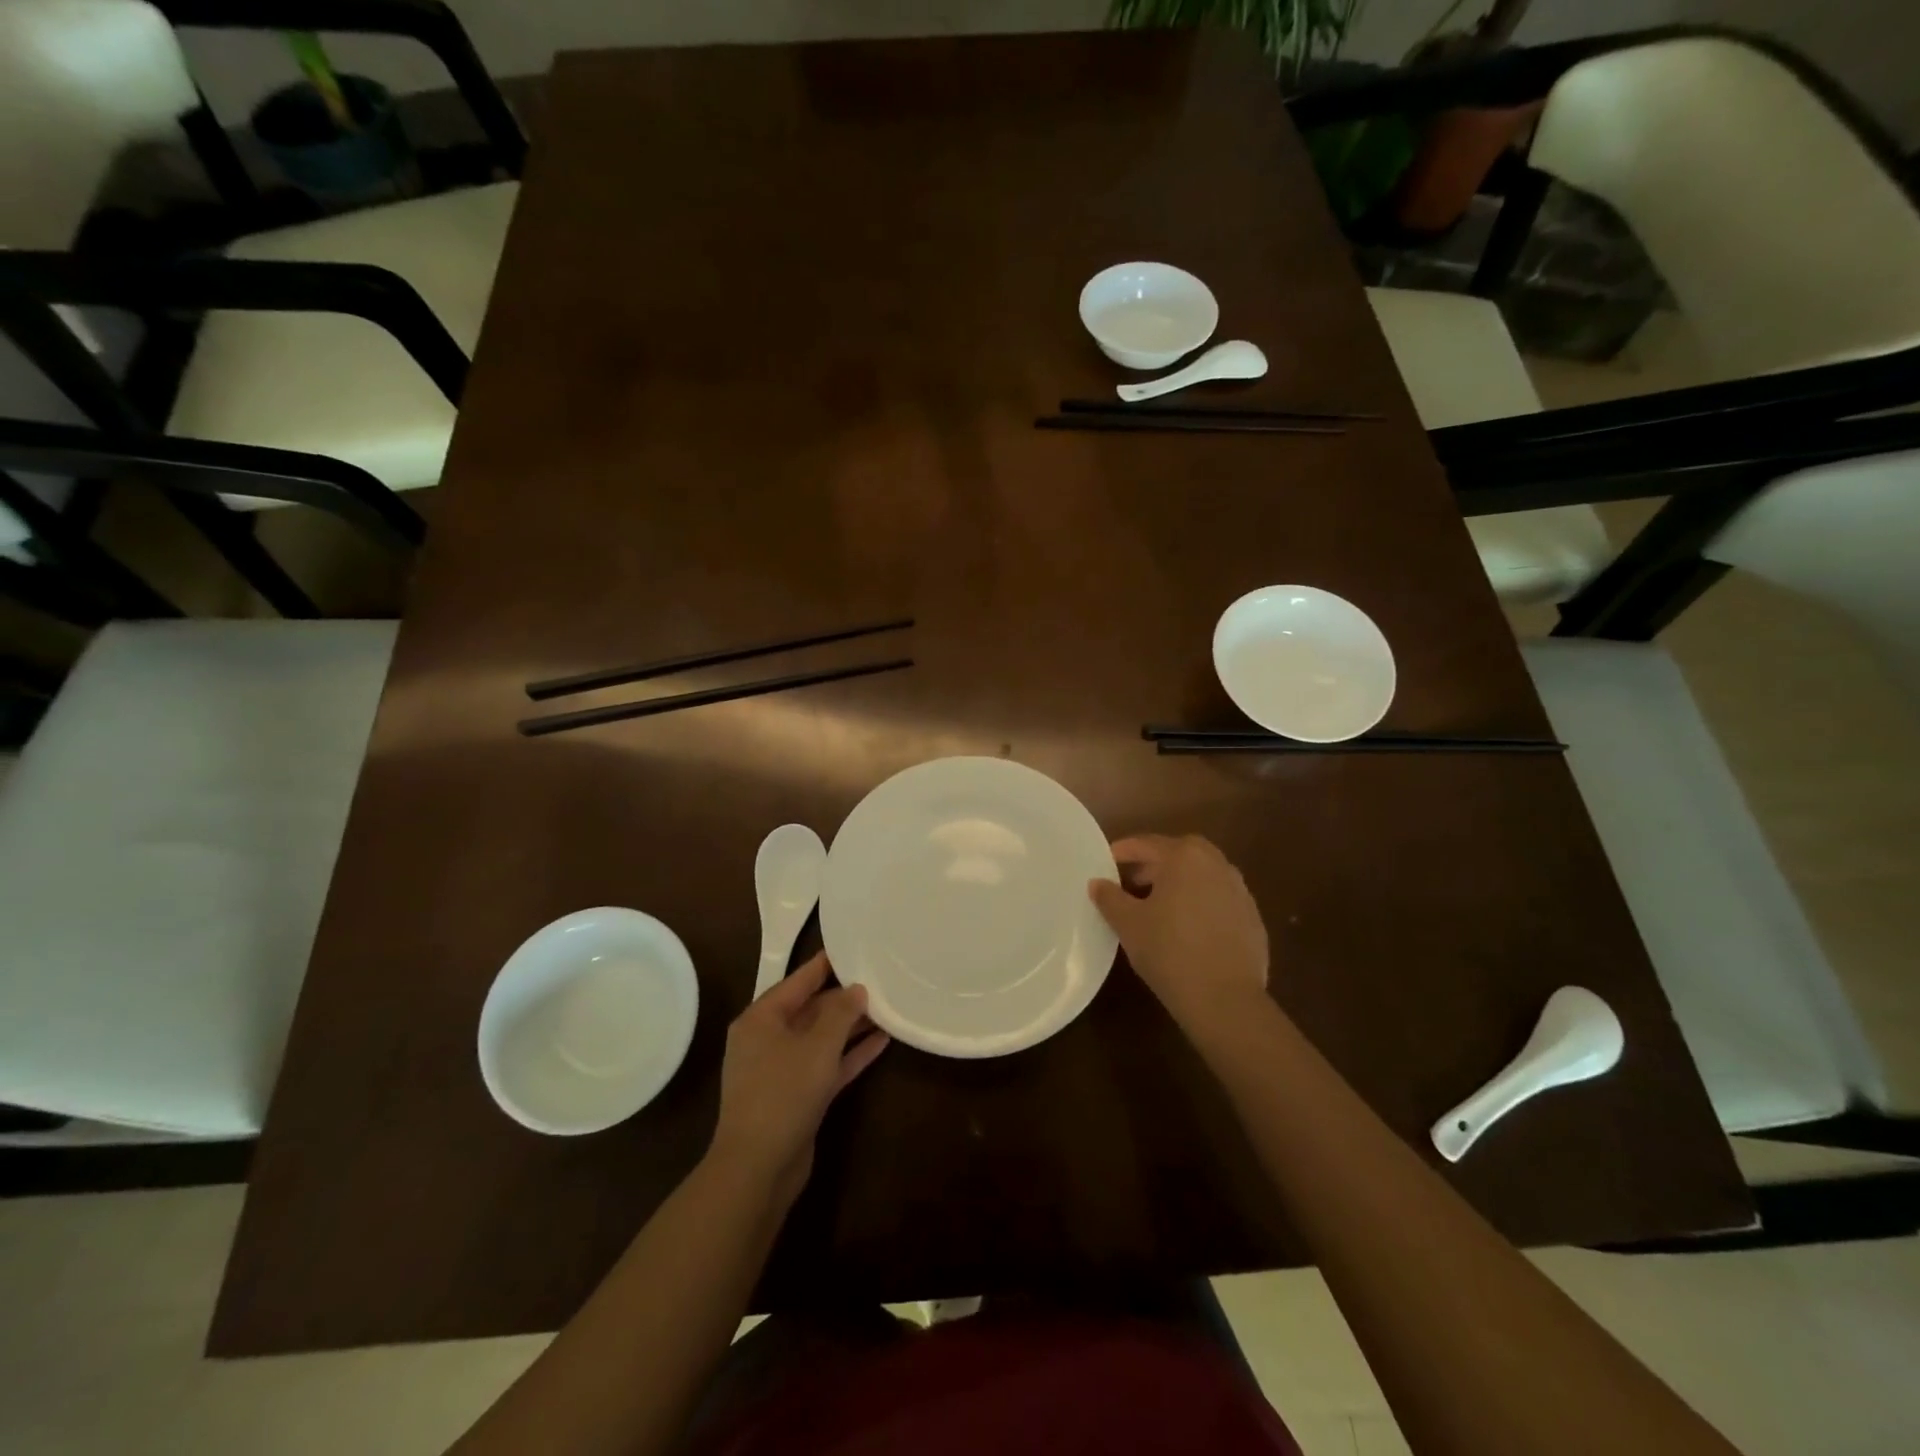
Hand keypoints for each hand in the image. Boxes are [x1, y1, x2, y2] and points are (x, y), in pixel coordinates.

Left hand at [709, 953, 888, 1208]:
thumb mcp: (817, 1046)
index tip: (851, 946)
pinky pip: (827, 1064)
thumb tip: (857, 989)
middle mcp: (768, 1039)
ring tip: (887, 1007)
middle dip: (844, 998)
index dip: (825, 964)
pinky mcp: (798, 1096)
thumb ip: (841, 1013)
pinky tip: (882, 1041)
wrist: (758, 1168)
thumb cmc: (783, 1093)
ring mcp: (782, 1070)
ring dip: (852, 1026)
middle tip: (880, 979)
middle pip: (811, 1009)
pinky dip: (851, 1054)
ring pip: (822, 1038)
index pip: (798, 981)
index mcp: (761, 1019)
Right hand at [1088, 834, 1269, 1036]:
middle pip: (1180, 854)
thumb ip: (1110, 898)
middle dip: (1155, 864)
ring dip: (1179, 883)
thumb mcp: (1128, 924)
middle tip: (1132, 882)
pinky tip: (1186, 929)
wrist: (1225, 999)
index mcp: (1185, 857)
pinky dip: (1200, 904)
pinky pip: (1219, 900)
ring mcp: (1240, 891)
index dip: (1124, 850)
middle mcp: (1217, 865)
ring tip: (1158, 906)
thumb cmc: (1169, 951)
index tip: (1106, 860)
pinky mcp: (1253, 919)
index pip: (1148, 844)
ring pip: (1202, 876)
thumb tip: (1097, 883)